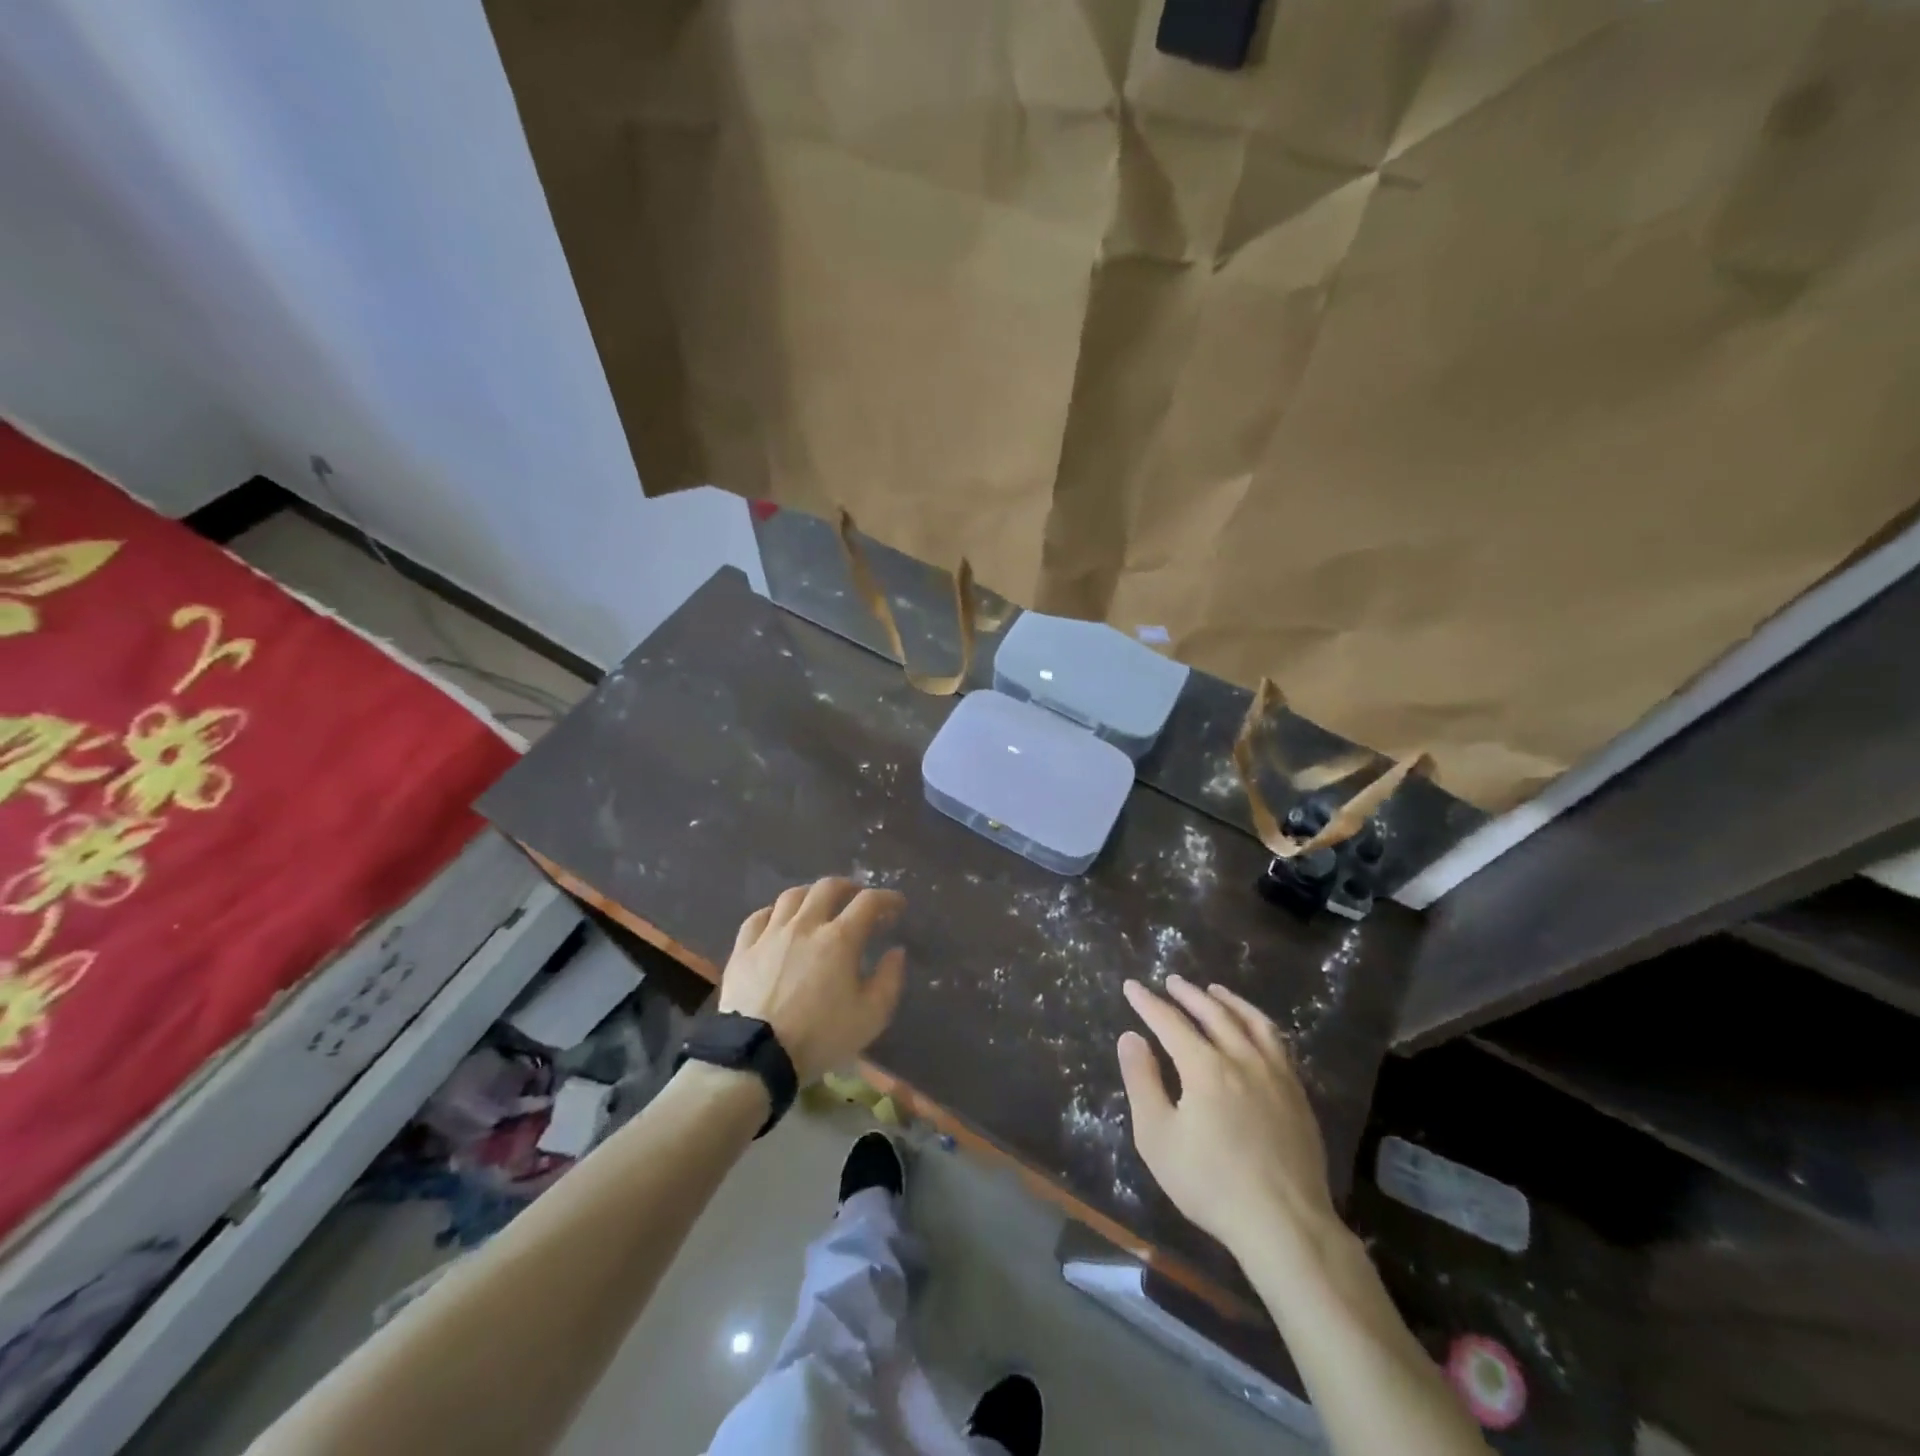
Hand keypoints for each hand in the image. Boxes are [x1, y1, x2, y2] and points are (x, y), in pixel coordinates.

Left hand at [719, 877, 906, 1081]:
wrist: (756, 1056)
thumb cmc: (820, 1037)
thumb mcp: (871, 1016)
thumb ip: (889, 980)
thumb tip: (895, 951)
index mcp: (840, 939)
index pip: (868, 902)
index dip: (887, 898)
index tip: (897, 904)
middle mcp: (805, 925)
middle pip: (828, 887)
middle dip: (848, 887)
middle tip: (856, 896)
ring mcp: (770, 934)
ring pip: (791, 896)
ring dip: (811, 894)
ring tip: (818, 903)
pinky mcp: (743, 949)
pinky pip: (758, 917)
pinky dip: (774, 913)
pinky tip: (778, 922)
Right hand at [1118, 975, 1339, 1261]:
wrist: (1285, 1226)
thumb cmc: (1211, 1184)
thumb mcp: (1158, 1137)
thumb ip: (1142, 1081)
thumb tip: (1131, 1037)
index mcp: (1205, 1067)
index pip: (1170, 1022)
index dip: (1148, 1003)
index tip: (1132, 986)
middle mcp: (1242, 1058)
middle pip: (1213, 1013)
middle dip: (1188, 994)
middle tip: (1171, 981)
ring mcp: (1276, 1075)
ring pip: (1252, 1022)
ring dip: (1229, 1001)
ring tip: (1214, 990)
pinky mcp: (1298, 1095)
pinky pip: (1277, 1043)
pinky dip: (1259, 1024)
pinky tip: (1254, 1030)